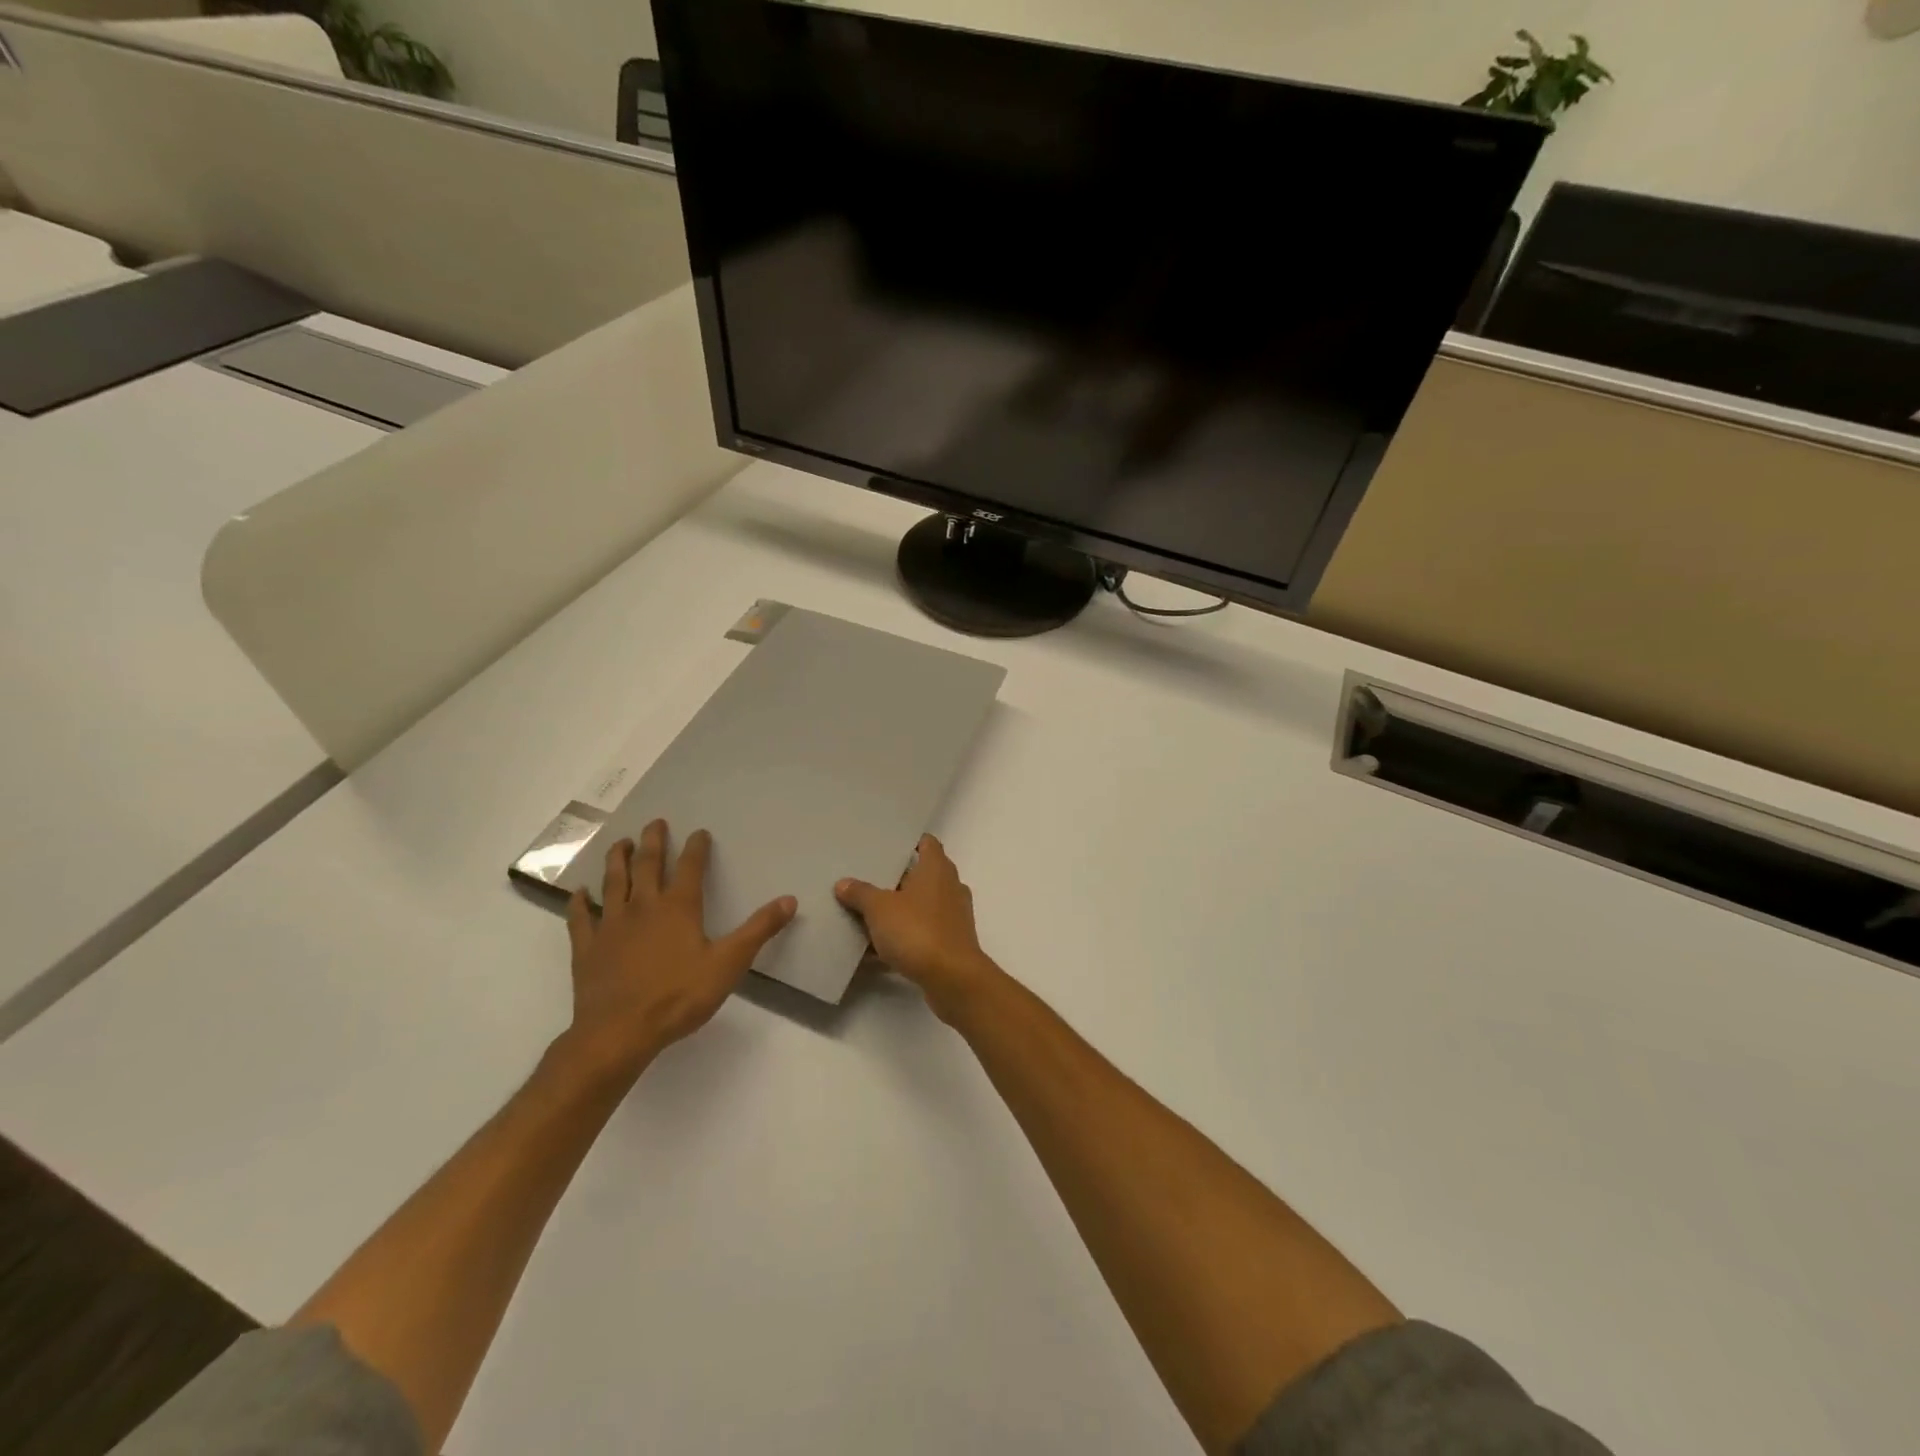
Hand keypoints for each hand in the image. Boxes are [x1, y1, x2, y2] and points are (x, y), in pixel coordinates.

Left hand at [560, 821, 794, 1082]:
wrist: (618, 1032)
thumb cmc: (678, 996)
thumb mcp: (729, 963)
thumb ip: (758, 930)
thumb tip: (789, 900)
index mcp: (678, 908)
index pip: (690, 868)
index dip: (696, 847)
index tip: (699, 832)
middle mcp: (643, 907)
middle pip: (648, 866)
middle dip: (653, 842)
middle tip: (655, 823)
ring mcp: (610, 925)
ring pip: (613, 883)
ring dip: (618, 860)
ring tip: (621, 843)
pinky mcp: (587, 948)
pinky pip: (580, 918)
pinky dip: (578, 902)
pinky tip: (578, 892)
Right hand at [836, 835, 1001, 1022]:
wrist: (952, 978)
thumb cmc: (917, 931)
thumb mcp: (879, 909)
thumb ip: (861, 893)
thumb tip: (844, 883)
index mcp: (936, 869)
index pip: (927, 843)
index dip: (909, 842)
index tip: (886, 845)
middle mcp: (949, 887)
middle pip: (921, 875)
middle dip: (896, 879)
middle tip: (867, 879)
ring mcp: (952, 916)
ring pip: (920, 906)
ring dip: (898, 911)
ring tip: (866, 914)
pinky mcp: (950, 943)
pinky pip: (921, 934)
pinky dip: (902, 938)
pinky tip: (875, 951)